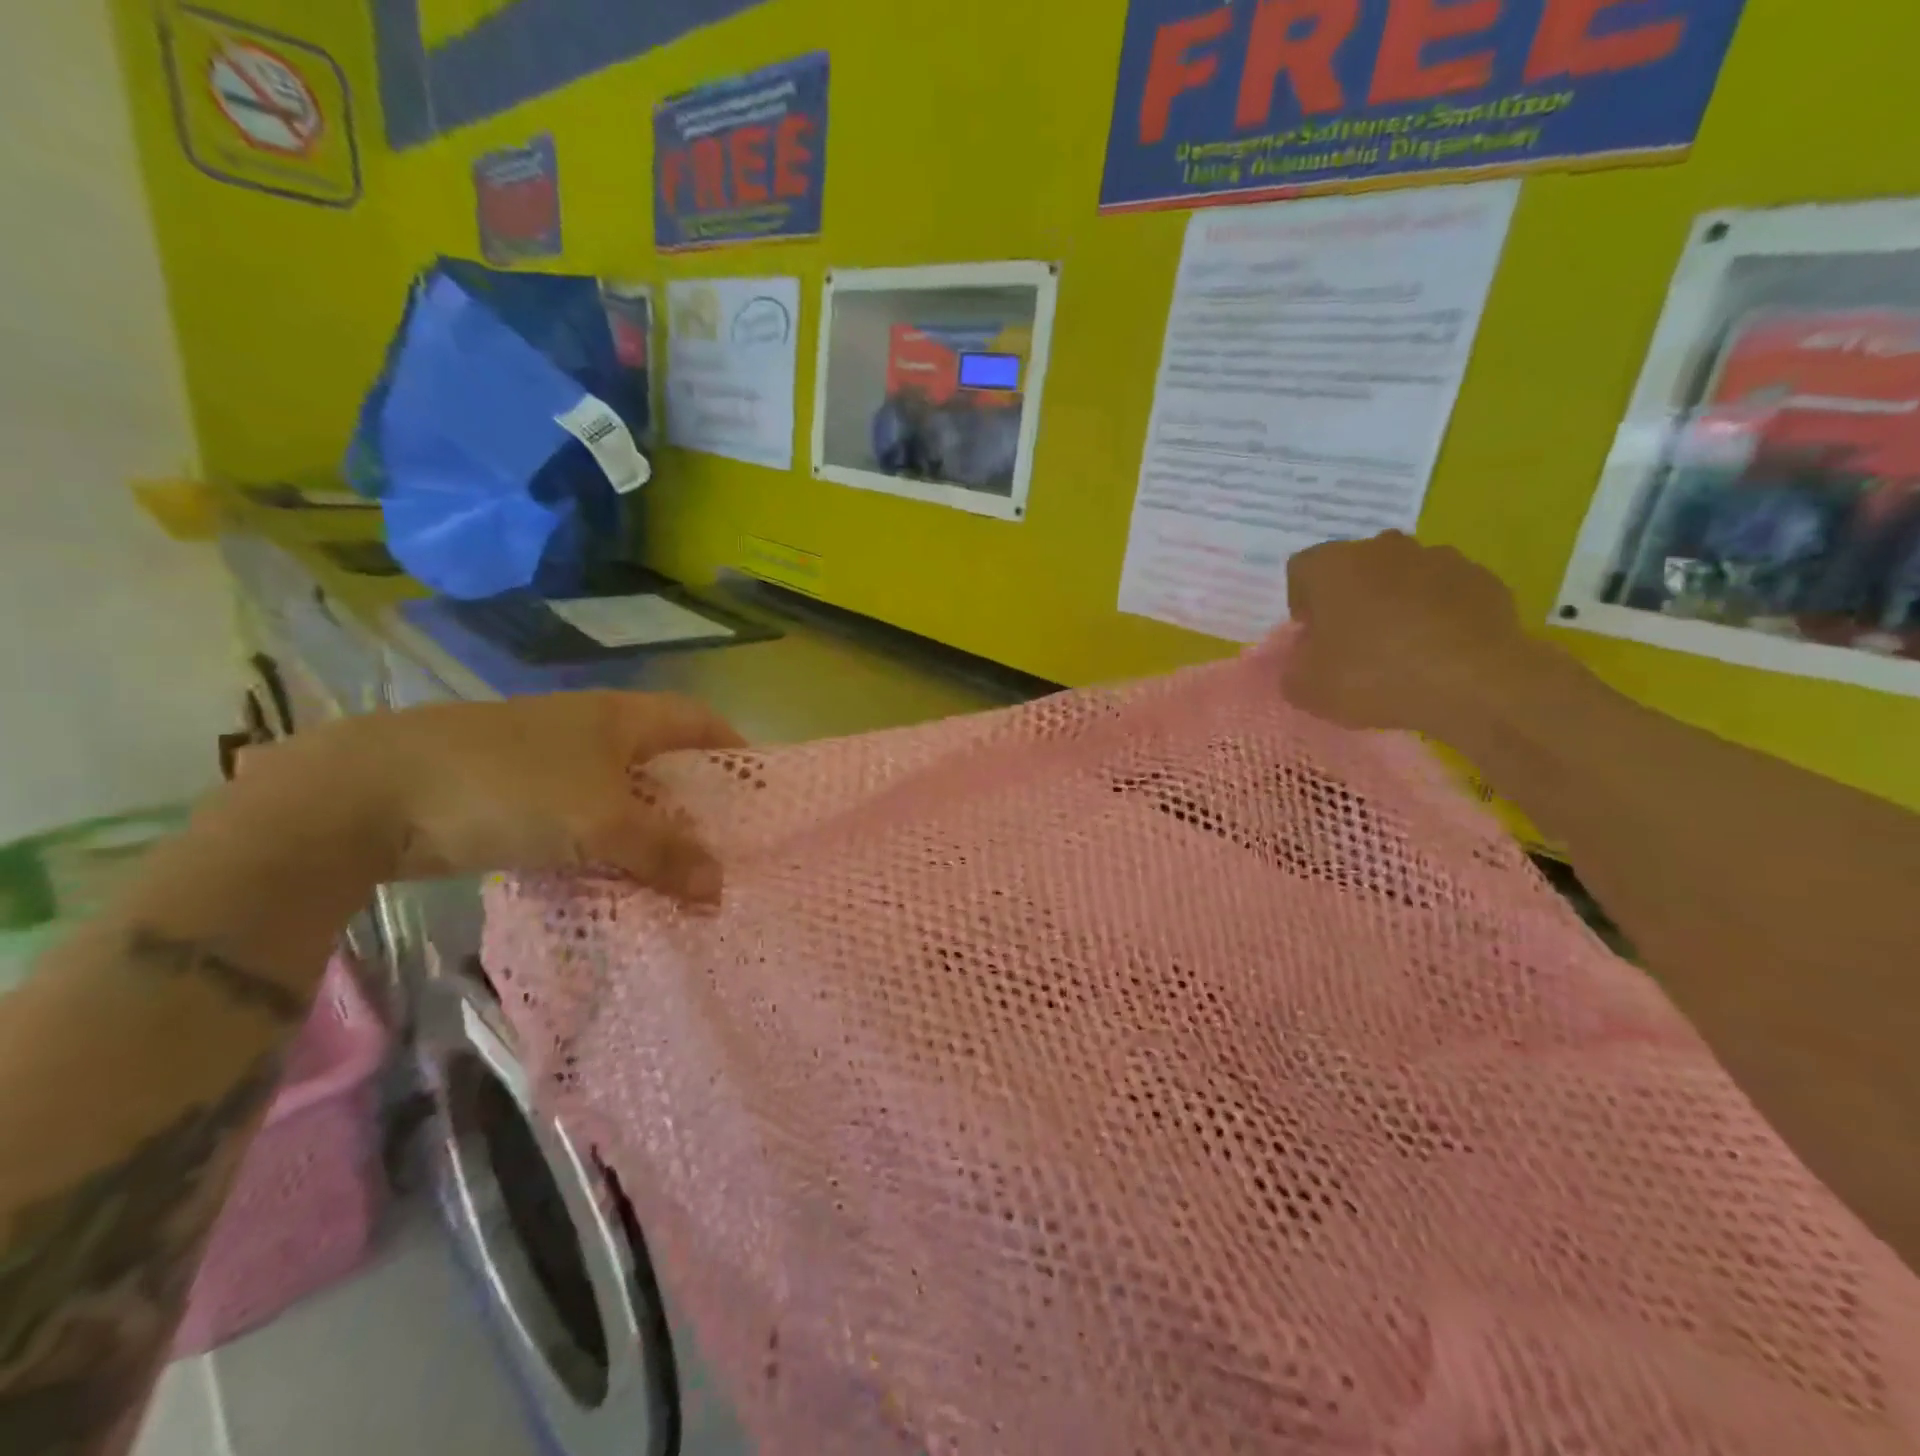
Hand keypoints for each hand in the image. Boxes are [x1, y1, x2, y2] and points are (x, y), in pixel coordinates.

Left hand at [287, 692, 744, 901]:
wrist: (368, 794)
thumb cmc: (507, 787)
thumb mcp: (599, 822)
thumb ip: (663, 853)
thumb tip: (720, 887)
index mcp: (620, 716)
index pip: (697, 719)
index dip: (734, 746)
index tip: (760, 789)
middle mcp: (591, 730)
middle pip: (663, 760)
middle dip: (695, 800)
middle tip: (726, 845)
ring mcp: (549, 762)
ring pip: (620, 795)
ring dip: (649, 831)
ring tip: (680, 873)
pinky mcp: (513, 796)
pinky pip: (581, 821)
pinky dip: (604, 847)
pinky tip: (615, 881)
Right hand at [1281, 532, 1536, 734]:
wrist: (1475, 683)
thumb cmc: (1373, 676)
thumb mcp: (1307, 689)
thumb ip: (1293, 669)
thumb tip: (1303, 660)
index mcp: (1332, 566)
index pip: (1301, 570)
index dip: (1302, 604)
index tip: (1312, 638)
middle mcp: (1383, 549)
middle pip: (1355, 568)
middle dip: (1350, 599)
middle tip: (1352, 644)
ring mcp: (1438, 558)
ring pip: (1403, 577)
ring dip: (1395, 603)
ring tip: (1401, 650)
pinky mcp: (1482, 579)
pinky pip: (1446, 593)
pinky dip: (1438, 614)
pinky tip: (1439, 651)